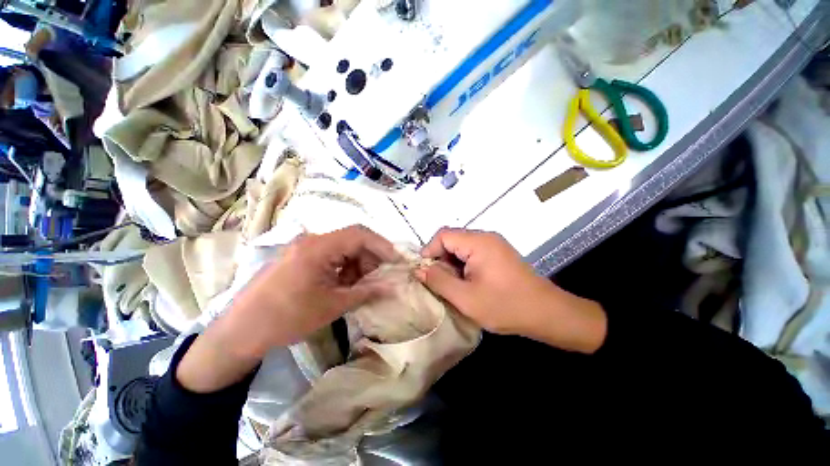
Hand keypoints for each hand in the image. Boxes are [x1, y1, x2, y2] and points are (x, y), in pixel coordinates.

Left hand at [177, 225, 396, 391]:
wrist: (239, 332)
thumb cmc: (287, 318)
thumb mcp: (332, 305)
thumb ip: (366, 292)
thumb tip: (393, 286)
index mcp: (319, 247)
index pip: (360, 234)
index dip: (383, 246)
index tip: (396, 261)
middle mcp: (312, 241)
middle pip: (352, 240)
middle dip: (371, 258)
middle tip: (380, 279)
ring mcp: (304, 248)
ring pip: (343, 249)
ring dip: (357, 265)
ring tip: (362, 286)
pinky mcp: (300, 258)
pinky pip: (330, 256)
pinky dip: (344, 269)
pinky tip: (345, 286)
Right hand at [415, 228, 606, 353]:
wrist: (547, 314)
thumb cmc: (506, 306)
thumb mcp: (466, 298)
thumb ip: (439, 281)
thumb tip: (419, 269)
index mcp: (478, 242)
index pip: (443, 235)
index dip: (430, 251)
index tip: (425, 273)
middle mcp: (486, 237)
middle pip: (452, 239)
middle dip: (441, 259)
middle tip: (439, 283)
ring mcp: (494, 244)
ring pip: (461, 247)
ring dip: (452, 264)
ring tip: (453, 286)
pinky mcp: (498, 254)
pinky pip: (472, 253)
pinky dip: (463, 266)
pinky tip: (466, 283)